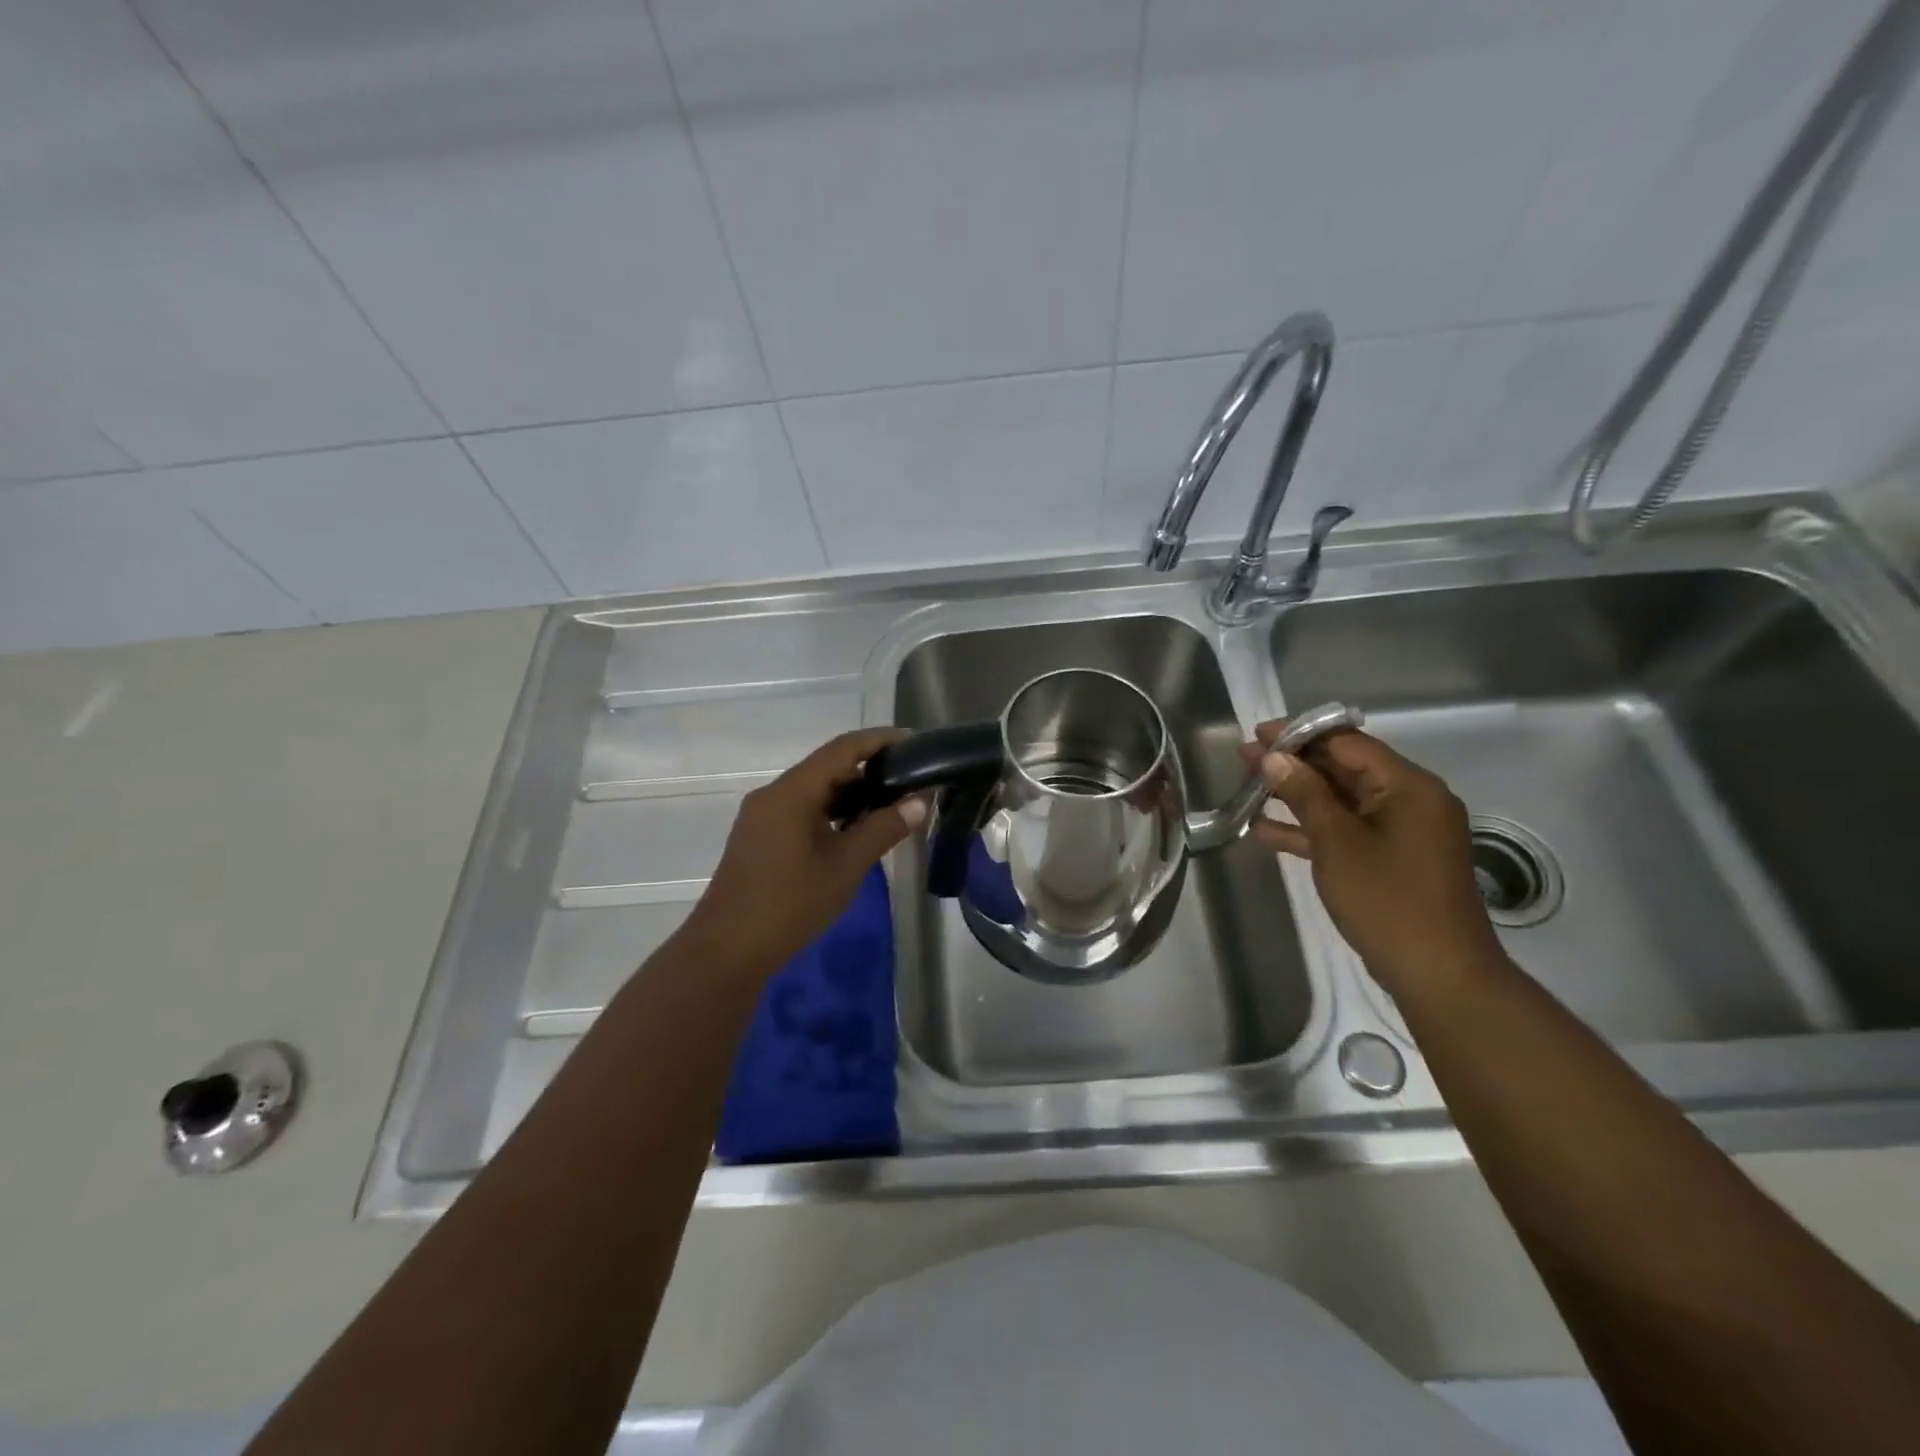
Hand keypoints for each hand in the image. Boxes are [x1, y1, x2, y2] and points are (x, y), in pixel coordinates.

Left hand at [682, 728, 925, 975]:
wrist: (728, 949)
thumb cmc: (791, 903)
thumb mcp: (846, 865)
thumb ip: (884, 828)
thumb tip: (919, 802)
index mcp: (793, 791)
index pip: (843, 749)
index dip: (880, 740)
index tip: (914, 742)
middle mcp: (774, 793)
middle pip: (827, 766)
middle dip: (869, 768)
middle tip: (909, 778)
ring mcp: (763, 815)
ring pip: (814, 790)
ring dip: (851, 792)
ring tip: (890, 803)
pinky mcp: (760, 836)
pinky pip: (801, 809)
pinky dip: (832, 810)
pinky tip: (855, 829)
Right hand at [1245, 721, 1503, 994]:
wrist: (1438, 973)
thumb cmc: (1388, 899)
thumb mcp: (1337, 842)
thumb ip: (1304, 794)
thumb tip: (1273, 757)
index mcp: (1408, 786)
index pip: (1347, 742)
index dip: (1299, 735)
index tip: (1257, 734)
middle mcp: (1409, 800)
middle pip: (1343, 768)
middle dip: (1293, 764)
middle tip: (1244, 759)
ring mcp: (1400, 831)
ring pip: (1340, 800)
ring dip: (1295, 796)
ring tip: (1247, 788)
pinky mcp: (1390, 858)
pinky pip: (1346, 831)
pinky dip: (1310, 829)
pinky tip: (1264, 831)